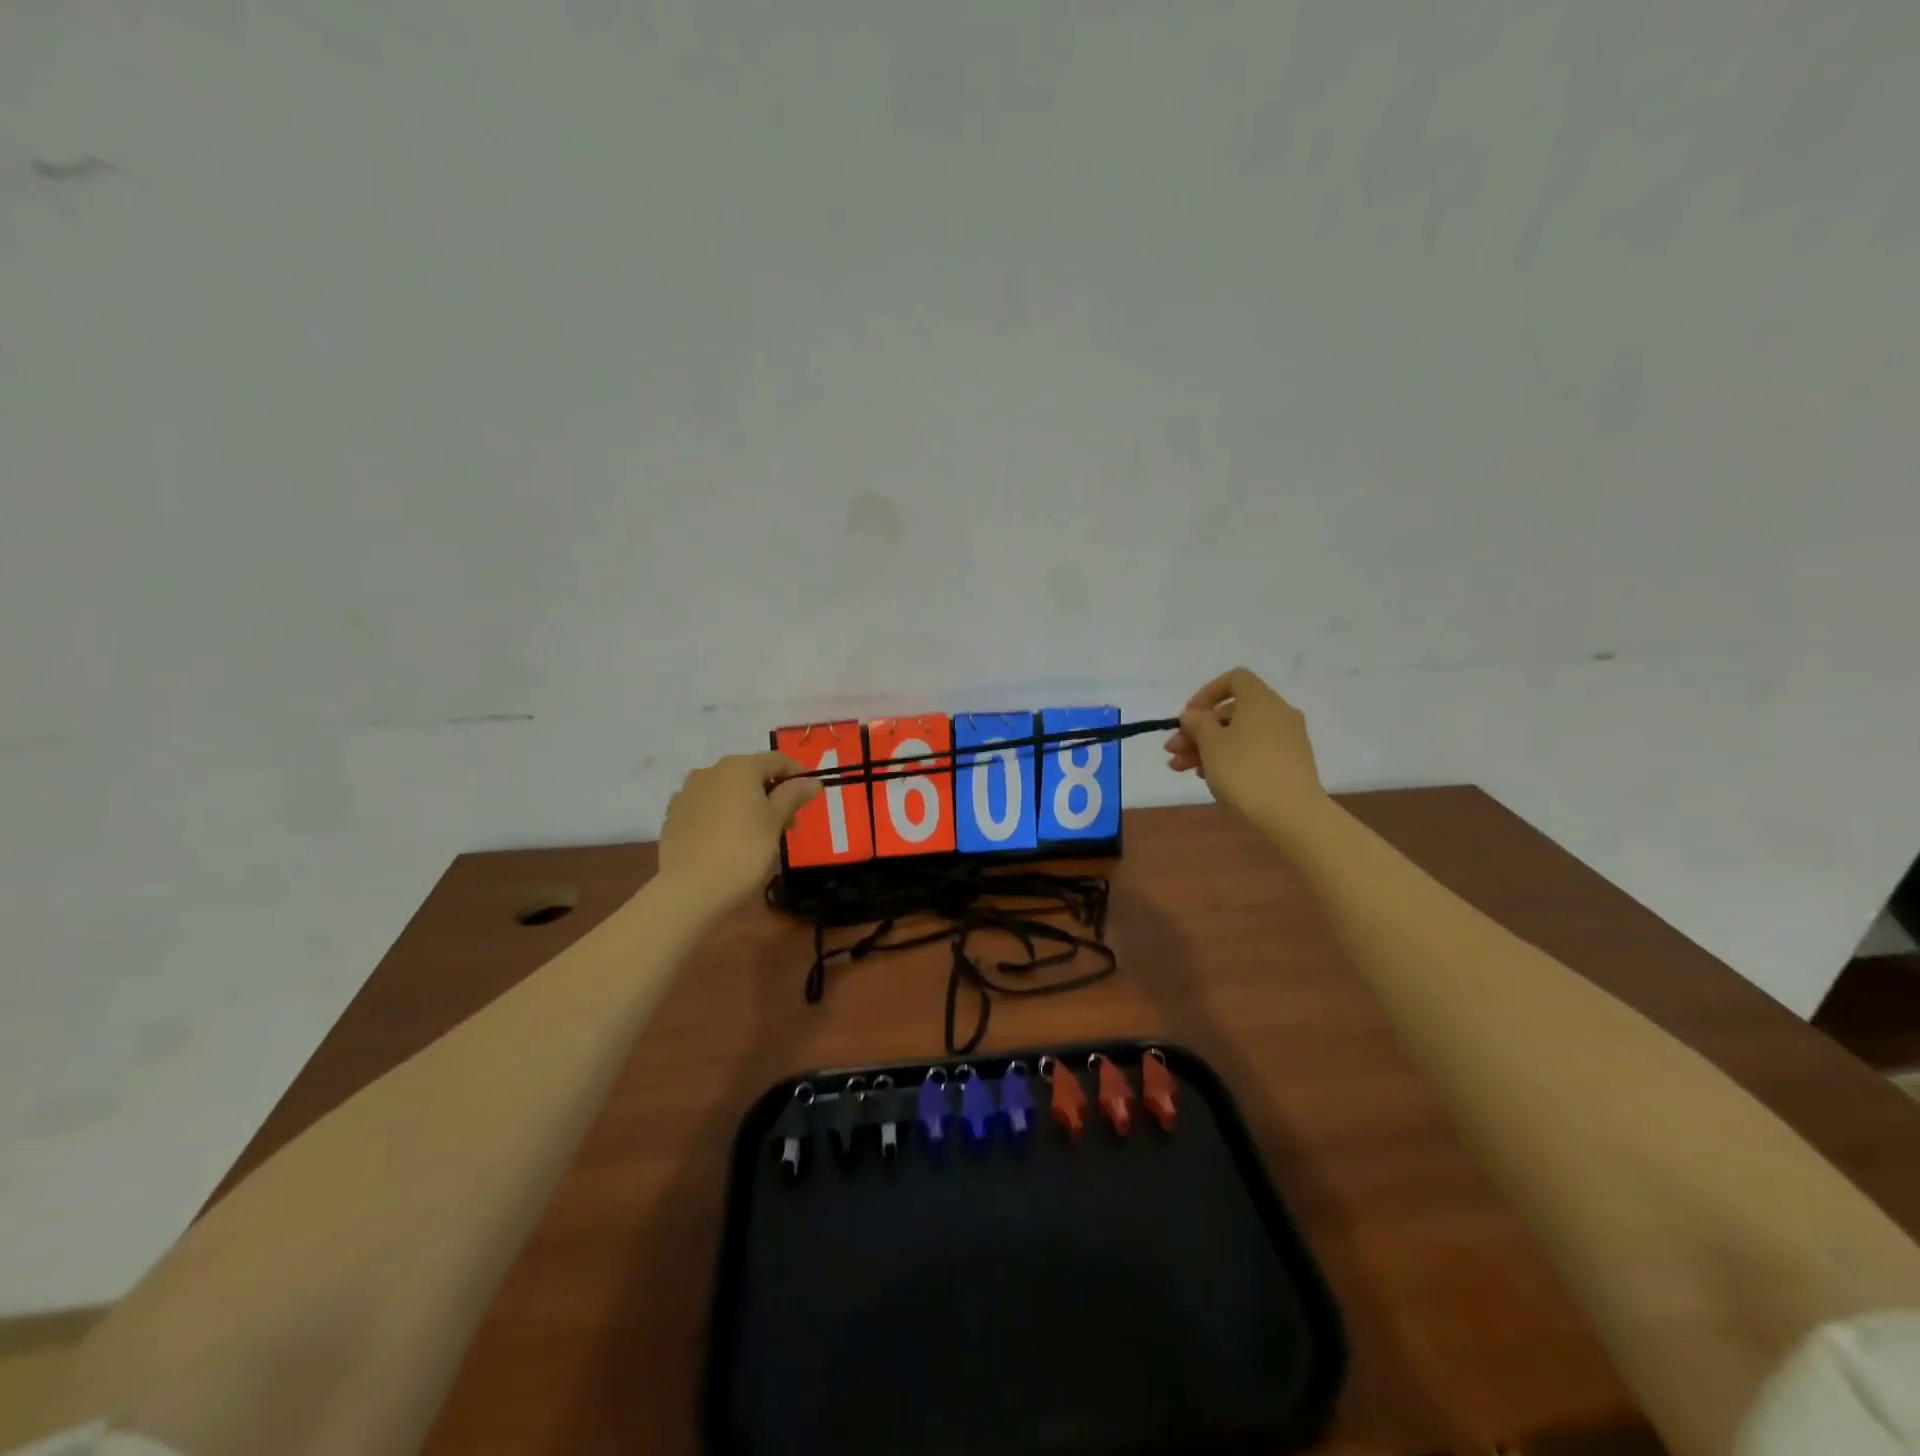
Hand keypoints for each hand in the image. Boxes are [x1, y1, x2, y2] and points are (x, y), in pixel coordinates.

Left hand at [658, 752, 820, 913]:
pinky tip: (728, 839)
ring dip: (746, 803)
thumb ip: (793, 795)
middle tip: (787, 821)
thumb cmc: (743, 851)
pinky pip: (707, 807)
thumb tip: (812, 781)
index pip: (777, 760)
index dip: (798, 774)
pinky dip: (723, 815)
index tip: (811, 794)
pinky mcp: (673, 816)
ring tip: (758, 833)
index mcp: (739, 767)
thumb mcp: (775, 822)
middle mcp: (710, 771)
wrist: (689, 890)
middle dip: (772, 792)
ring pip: (727, 790)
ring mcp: (687, 793)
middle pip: (750, 774)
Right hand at [1164, 668, 1329, 840]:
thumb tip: (1194, 715)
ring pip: (1239, 735)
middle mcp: (1278, 714)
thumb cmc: (1244, 770)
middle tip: (1172, 752)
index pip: (1234, 680)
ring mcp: (1287, 740)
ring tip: (1182, 770)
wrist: (1291, 814)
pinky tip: (1210, 779)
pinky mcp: (1290, 764)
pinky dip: (1230, 759)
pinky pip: (1254, 752)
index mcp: (1261, 700)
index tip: (1188, 718)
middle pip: (1231, 713)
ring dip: (1208, 748)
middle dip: (1198, 731)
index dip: (1206, 694)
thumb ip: (1197, 724)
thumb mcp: (1210, 744)